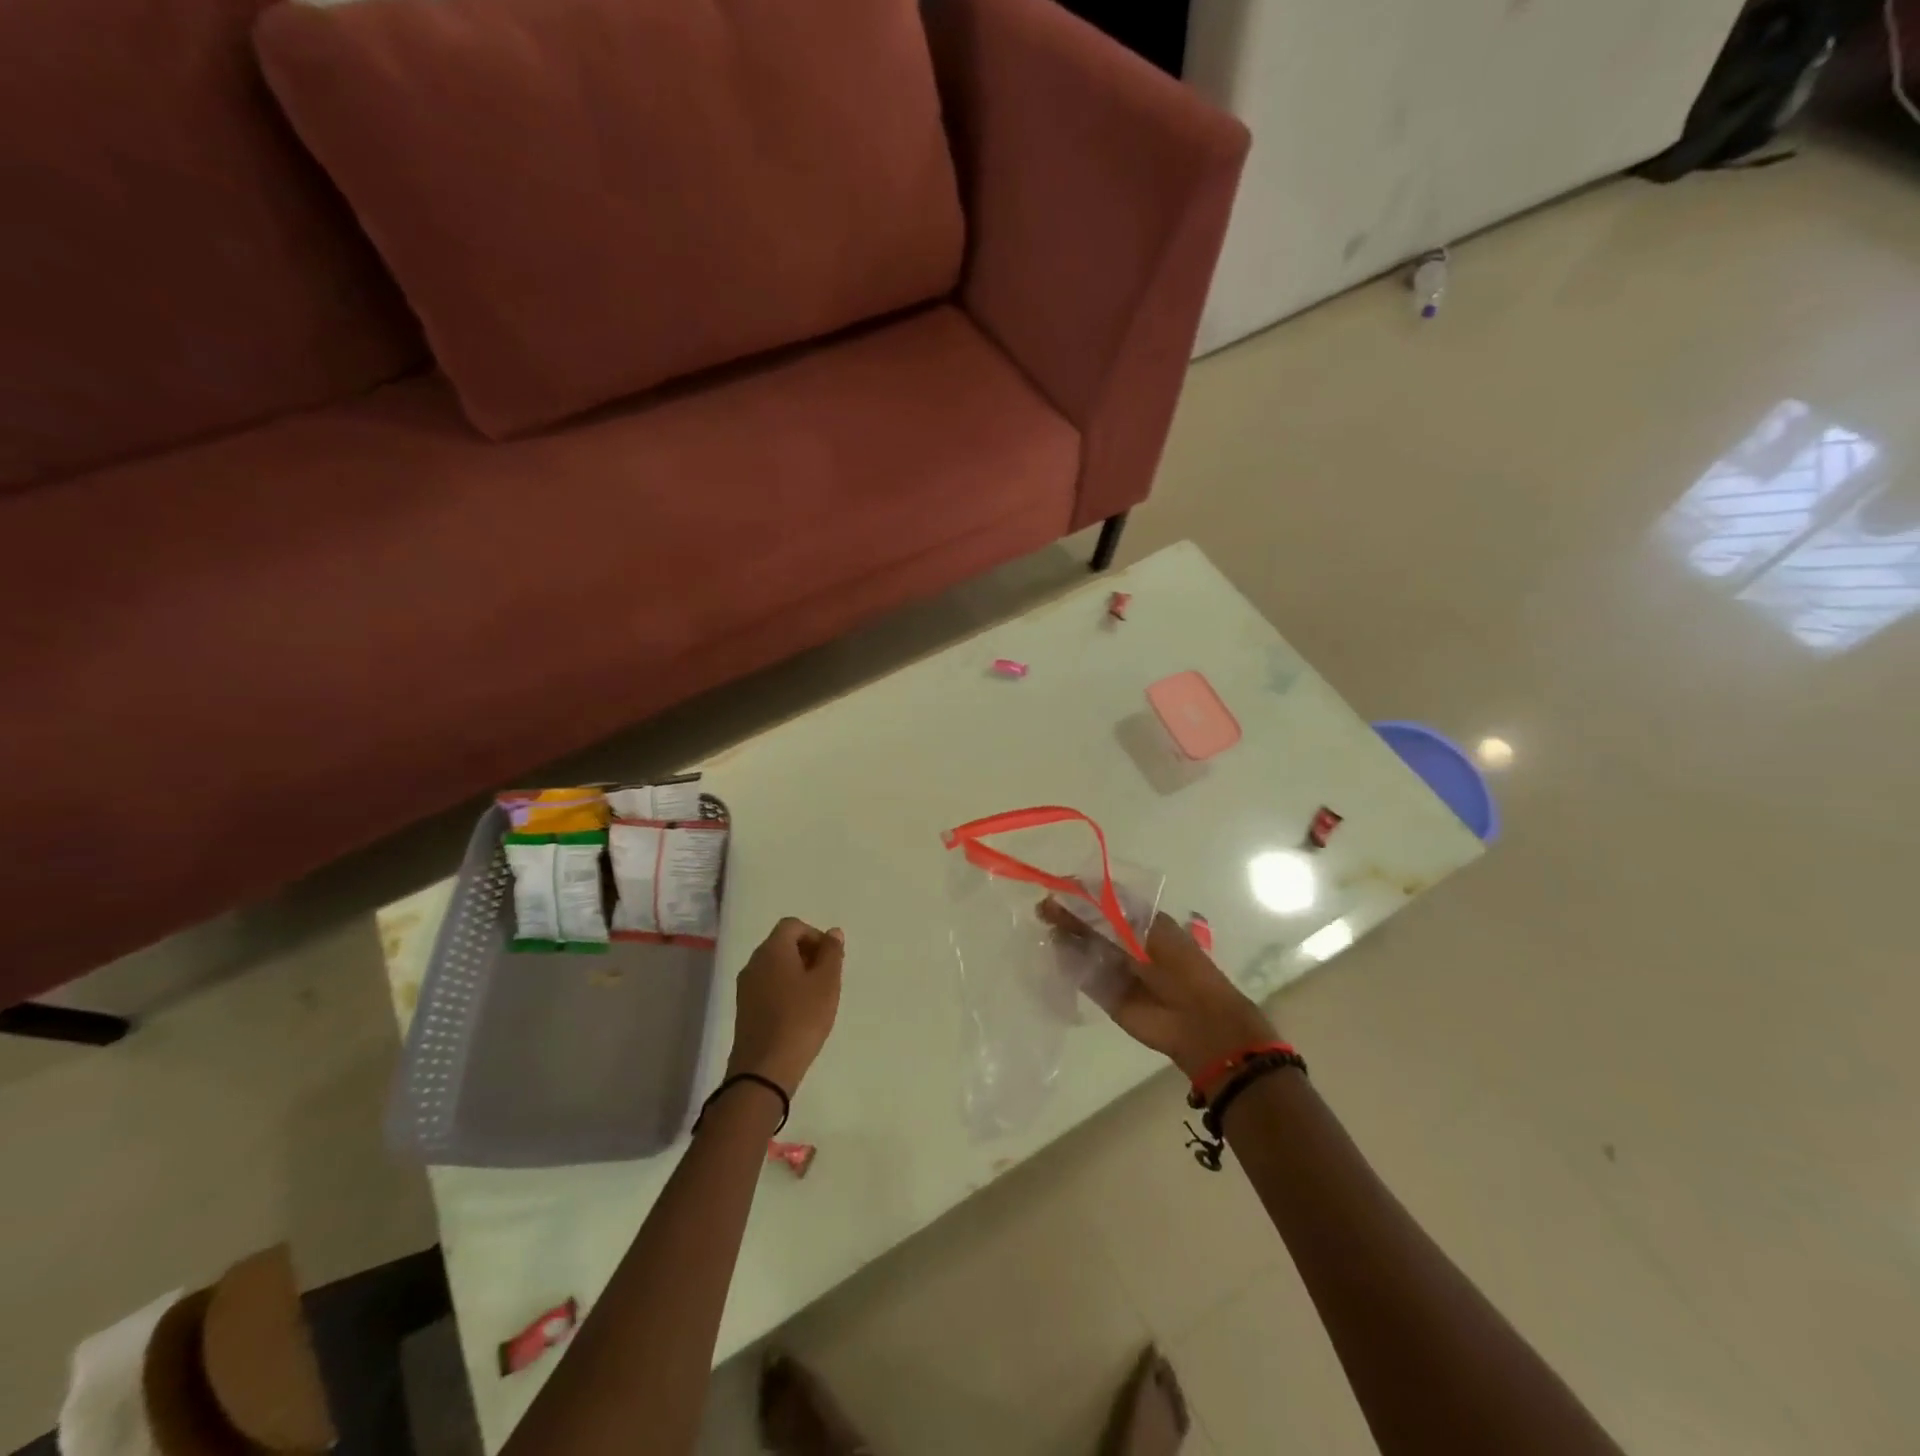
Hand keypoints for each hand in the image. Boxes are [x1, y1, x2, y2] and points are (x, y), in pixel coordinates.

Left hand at [726, 917, 844, 1094]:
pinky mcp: (744, 1009)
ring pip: (774, 966)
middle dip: (807, 953)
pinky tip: (799, 1013)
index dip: (815, 935)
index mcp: (772, 950)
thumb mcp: (827, 982)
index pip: (793, 925)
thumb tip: (833, 932)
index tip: (831, 959)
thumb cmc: (801, 1018)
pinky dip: (784, 990)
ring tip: (816, 997)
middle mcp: (754, 962)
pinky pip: (767, 986)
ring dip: (796, 973)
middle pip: (782, 944)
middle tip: (827, 977)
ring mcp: (745, 987)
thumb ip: (832, 953)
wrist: (765, 1068)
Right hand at [1039, 900, 1274, 1081]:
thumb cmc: (1176, 965)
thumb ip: (1100, 917)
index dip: (1079, 892)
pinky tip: (1054, 955)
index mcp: (1139, 919)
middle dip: (1066, 914)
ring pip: (1080, 946)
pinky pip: (1079, 974)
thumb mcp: (1139, 932)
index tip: (1056, 888)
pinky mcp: (1103, 991)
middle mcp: (1123, 939)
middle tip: (1042, 911)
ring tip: (1047, 931)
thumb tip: (1063, 900)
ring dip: (1063, 938)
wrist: (1195, 1020)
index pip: (1102, 898)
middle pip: (1087, 921)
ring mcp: (1112, 965)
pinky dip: (1065, 965)